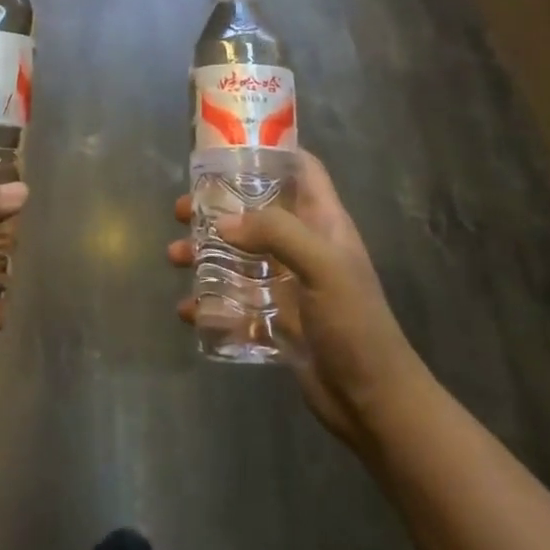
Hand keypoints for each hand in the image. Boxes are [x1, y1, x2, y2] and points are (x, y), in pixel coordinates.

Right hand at [167, 151, 425, 451]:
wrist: (373, 403)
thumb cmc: (355, 323)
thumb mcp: (322, 266)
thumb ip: (276, 233)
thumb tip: (223, 223)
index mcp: (323, 222)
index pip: (302, 170)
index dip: (271, 151)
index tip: (228, 147)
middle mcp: (304, 245)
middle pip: (256, 210)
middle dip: (218, 206)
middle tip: (182, 209)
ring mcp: (288, 283)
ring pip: (239, 254)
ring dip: (206, 252)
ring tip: (176, 257)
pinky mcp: (275, 318)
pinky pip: (235, 301)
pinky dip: (210, 302)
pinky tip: (189, 310)